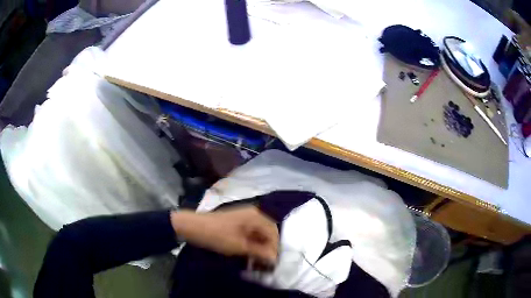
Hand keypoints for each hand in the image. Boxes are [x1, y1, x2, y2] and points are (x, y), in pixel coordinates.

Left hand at [171, 206, 278, 264]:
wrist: (193, 227)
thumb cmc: (217, 235)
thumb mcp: (239, 246)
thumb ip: (259, 252)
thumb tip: (274, 259)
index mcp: (256, 216)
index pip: (273, 232)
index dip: (274, 248)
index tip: (273, 263)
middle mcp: (253, 214)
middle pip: (267, 232)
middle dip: (268, 248)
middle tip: (265, 263)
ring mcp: (244, 217)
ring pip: (259, 233)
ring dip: (260, 246)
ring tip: (257, 261)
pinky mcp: (237, 222)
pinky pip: (250, 233)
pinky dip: (252, 243)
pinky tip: (249, 253)